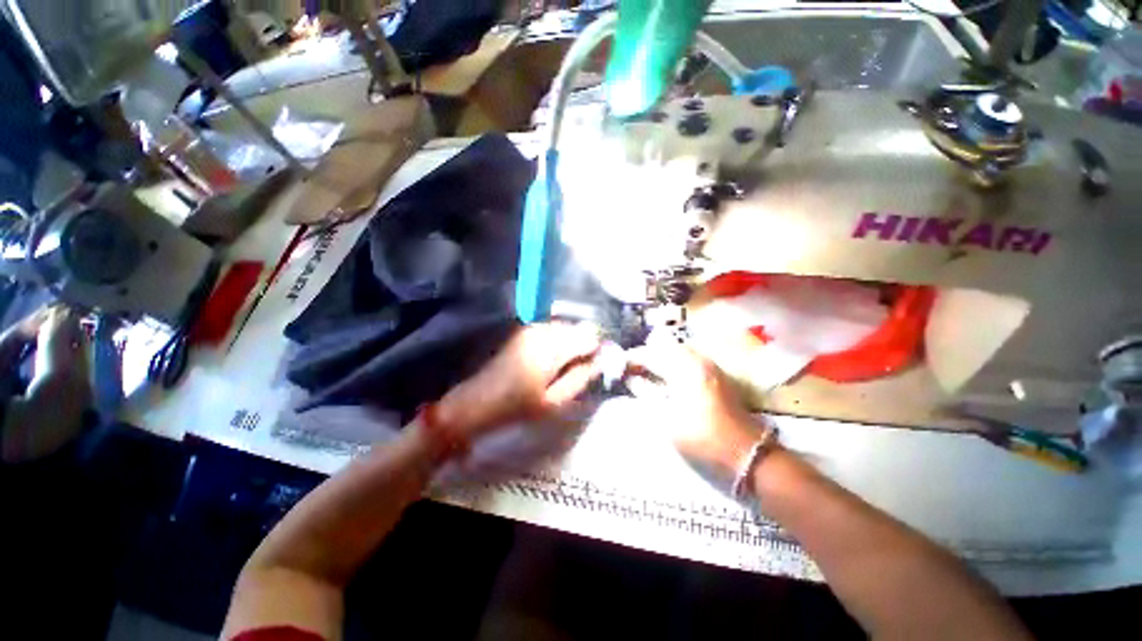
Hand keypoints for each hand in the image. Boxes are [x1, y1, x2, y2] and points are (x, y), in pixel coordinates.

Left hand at [436, 323, 601, 438]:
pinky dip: (559, 340)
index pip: (589, 335)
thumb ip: (581, 377)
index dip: (598, 348)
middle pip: (579, 327)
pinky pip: (553, 329)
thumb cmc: (517, 407)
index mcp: (551, 348)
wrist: (477, 401)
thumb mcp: (554, 401)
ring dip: (572, 342)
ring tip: (565, 366)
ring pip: (566, 327)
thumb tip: (601, 360)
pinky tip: (552, 360)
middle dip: (585, 344)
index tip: (597, 365)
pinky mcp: (524, 330)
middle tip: (582, 368)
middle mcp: (543, 330)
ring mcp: (531, 327)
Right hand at [626, 338, 763, 477]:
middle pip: (664, 347)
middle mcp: (698, 360)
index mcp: (685, 369)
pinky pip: (688, 359)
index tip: (618, 367)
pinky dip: (672, 363)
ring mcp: (710, 365)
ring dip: (659, 359)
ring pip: (677, 351)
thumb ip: (647, 393)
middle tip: (631, 371)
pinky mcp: (716, 375)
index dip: (632, 359)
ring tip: (645, 375)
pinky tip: (666, 378)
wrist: (748, 455)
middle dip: (645, 356)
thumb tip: (631, 379)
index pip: (651, 354)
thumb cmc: (703, 439)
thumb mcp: (667, 419)